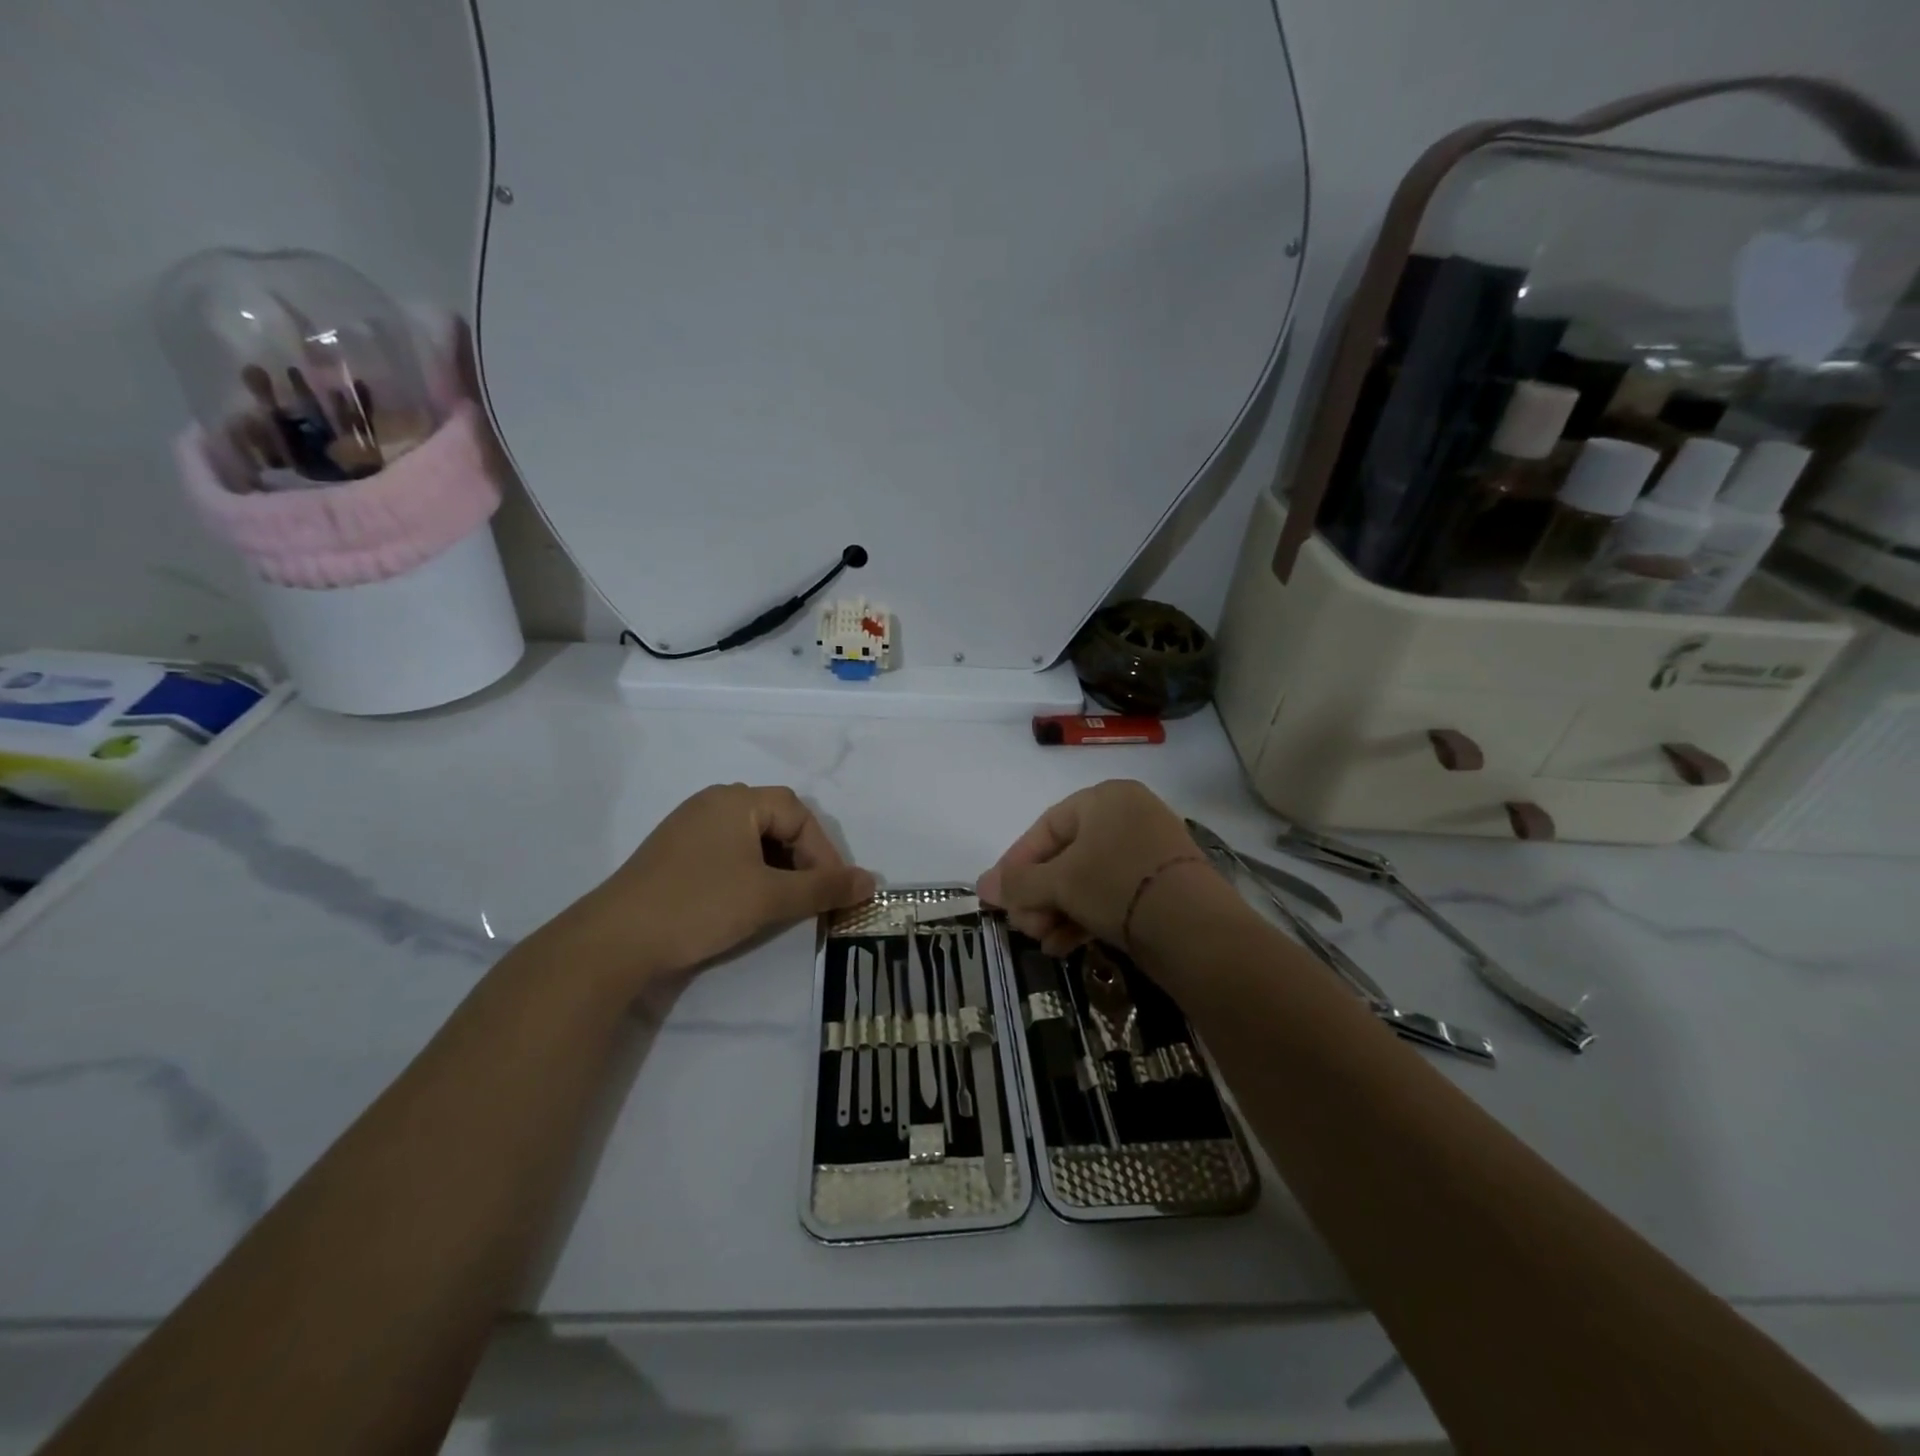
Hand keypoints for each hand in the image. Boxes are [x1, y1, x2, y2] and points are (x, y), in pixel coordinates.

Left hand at [563, 784, 875, 989]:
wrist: (613, 942)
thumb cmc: (699, 906)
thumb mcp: (769, 898)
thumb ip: (823, 888)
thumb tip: (872, 882)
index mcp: (736, 800)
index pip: (799, 815)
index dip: (823, 852)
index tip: (832, 891)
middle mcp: (713, 803)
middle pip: (776, 822)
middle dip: (802, 859)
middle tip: (811, 896)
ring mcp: (689, 827)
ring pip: (752, 840)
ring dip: (777, 868)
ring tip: (783, 902)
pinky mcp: (674, 854)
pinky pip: (727, 853)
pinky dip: (749, 873)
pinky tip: (747, 902)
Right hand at [977, 780, 1227, 955]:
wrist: (1195, 930)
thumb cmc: (1117, 885)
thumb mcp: (1060, 882)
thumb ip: (1018, 883)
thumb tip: (982, 886)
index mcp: (1105, 798)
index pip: (1046, 827)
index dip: (1017, 862)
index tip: (999, 895)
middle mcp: (1128, 817)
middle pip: (1066, 856)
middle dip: (1038, 894)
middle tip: (1022, 926)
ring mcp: (1149, 851)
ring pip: (1087, 879)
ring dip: (1057, 911)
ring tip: (1041, 941)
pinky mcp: (1161, 885)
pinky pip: (1111, 894)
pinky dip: (1085, 917)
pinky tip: (1064, 946)